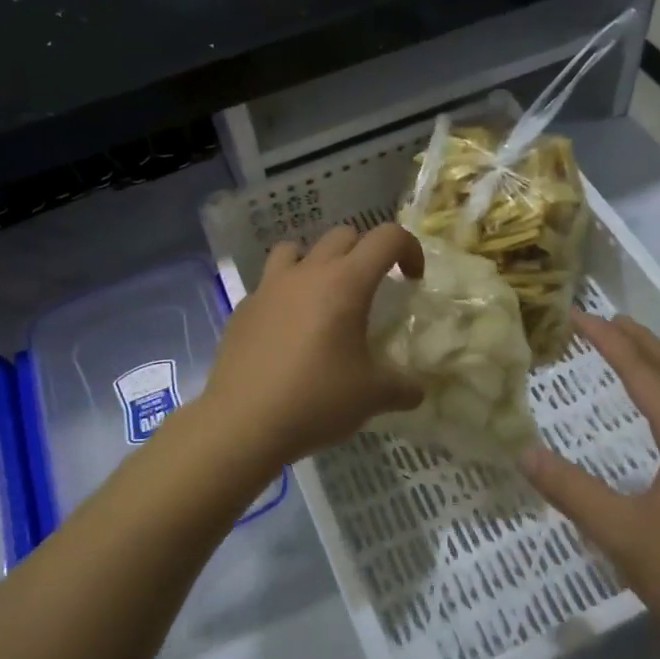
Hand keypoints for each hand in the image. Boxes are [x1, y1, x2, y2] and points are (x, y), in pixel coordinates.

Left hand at [201, 224, 425, 472]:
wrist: (242, 423)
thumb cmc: (316, 400)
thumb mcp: (372, 397)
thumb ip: (402, 387)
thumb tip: (416, 390)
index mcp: (345, 283)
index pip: (387, 237)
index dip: (409, 249)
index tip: (412, 281)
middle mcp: (307, 273)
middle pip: (343, 235)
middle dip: (365, 253)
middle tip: (372, 290)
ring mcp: (269, 287)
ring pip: (297, 249)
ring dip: (318, 262)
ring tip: (323, 297)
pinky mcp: (244, 308)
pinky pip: (269, 284)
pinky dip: (285, 294)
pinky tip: (288, 331)